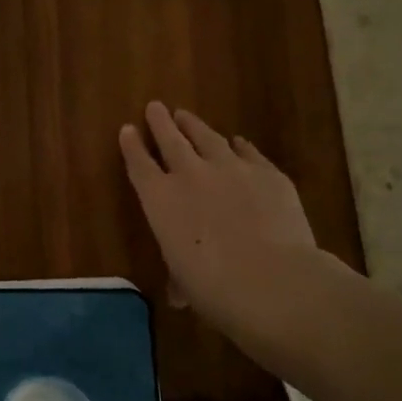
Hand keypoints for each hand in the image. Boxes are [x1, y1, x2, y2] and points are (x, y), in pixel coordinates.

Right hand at [119, 102, 328, 340]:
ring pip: (207, 137)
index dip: (132, 146)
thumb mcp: (185, 281)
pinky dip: (240, 146)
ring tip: (186, 116)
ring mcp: (231, 168)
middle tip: (155, 106)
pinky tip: (238, 142)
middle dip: (160, 122)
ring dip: (194, 125)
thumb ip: (179, 276)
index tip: (127, 129)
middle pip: (170, 139)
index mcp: (160, 200)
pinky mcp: (267, 173)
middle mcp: (190, 175)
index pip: (139, 165)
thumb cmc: (214, 289)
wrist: (273, 281)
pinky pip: (248, 151)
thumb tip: (179, 294)